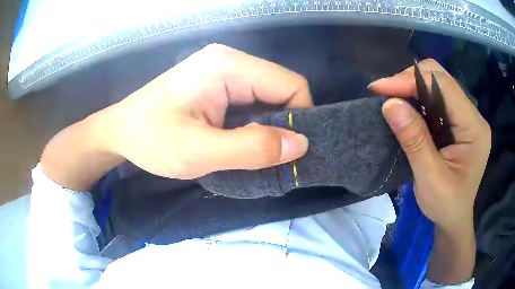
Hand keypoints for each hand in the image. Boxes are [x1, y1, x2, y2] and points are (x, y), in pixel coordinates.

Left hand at [102, 44, 310, 178]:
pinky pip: (252, 104)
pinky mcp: (217, 86)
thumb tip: (300, 144)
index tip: (291, 152)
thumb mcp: (197, 152)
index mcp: (228, 66)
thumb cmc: (150, 139)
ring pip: (268, 99)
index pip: (290, 84)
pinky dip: (255, 127)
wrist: (120, 132)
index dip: (300, 117)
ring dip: (269, 129)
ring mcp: (224, 72)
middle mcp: (231, 62)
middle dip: (284, 126)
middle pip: (281, 90)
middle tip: (273, 160)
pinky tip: (243, 145)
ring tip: (256, 156)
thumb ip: (250, 148)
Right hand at [369, 59, 490, 230]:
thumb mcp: (430, 180)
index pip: (443, 85)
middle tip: (385, 95)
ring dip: (412, 87)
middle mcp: (473, 115)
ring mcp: (466, 115)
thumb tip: (390, 104)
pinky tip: (407, 109)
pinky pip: (436, 96)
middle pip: (440, 77)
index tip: (380, 89)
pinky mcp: (458, 119)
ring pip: (437, 83)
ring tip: (392, 100)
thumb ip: (414, 141)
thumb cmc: (446, 206)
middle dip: (410, 80)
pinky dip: (418, 98)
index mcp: (474, 128)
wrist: (454, 218)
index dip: (411, 80)